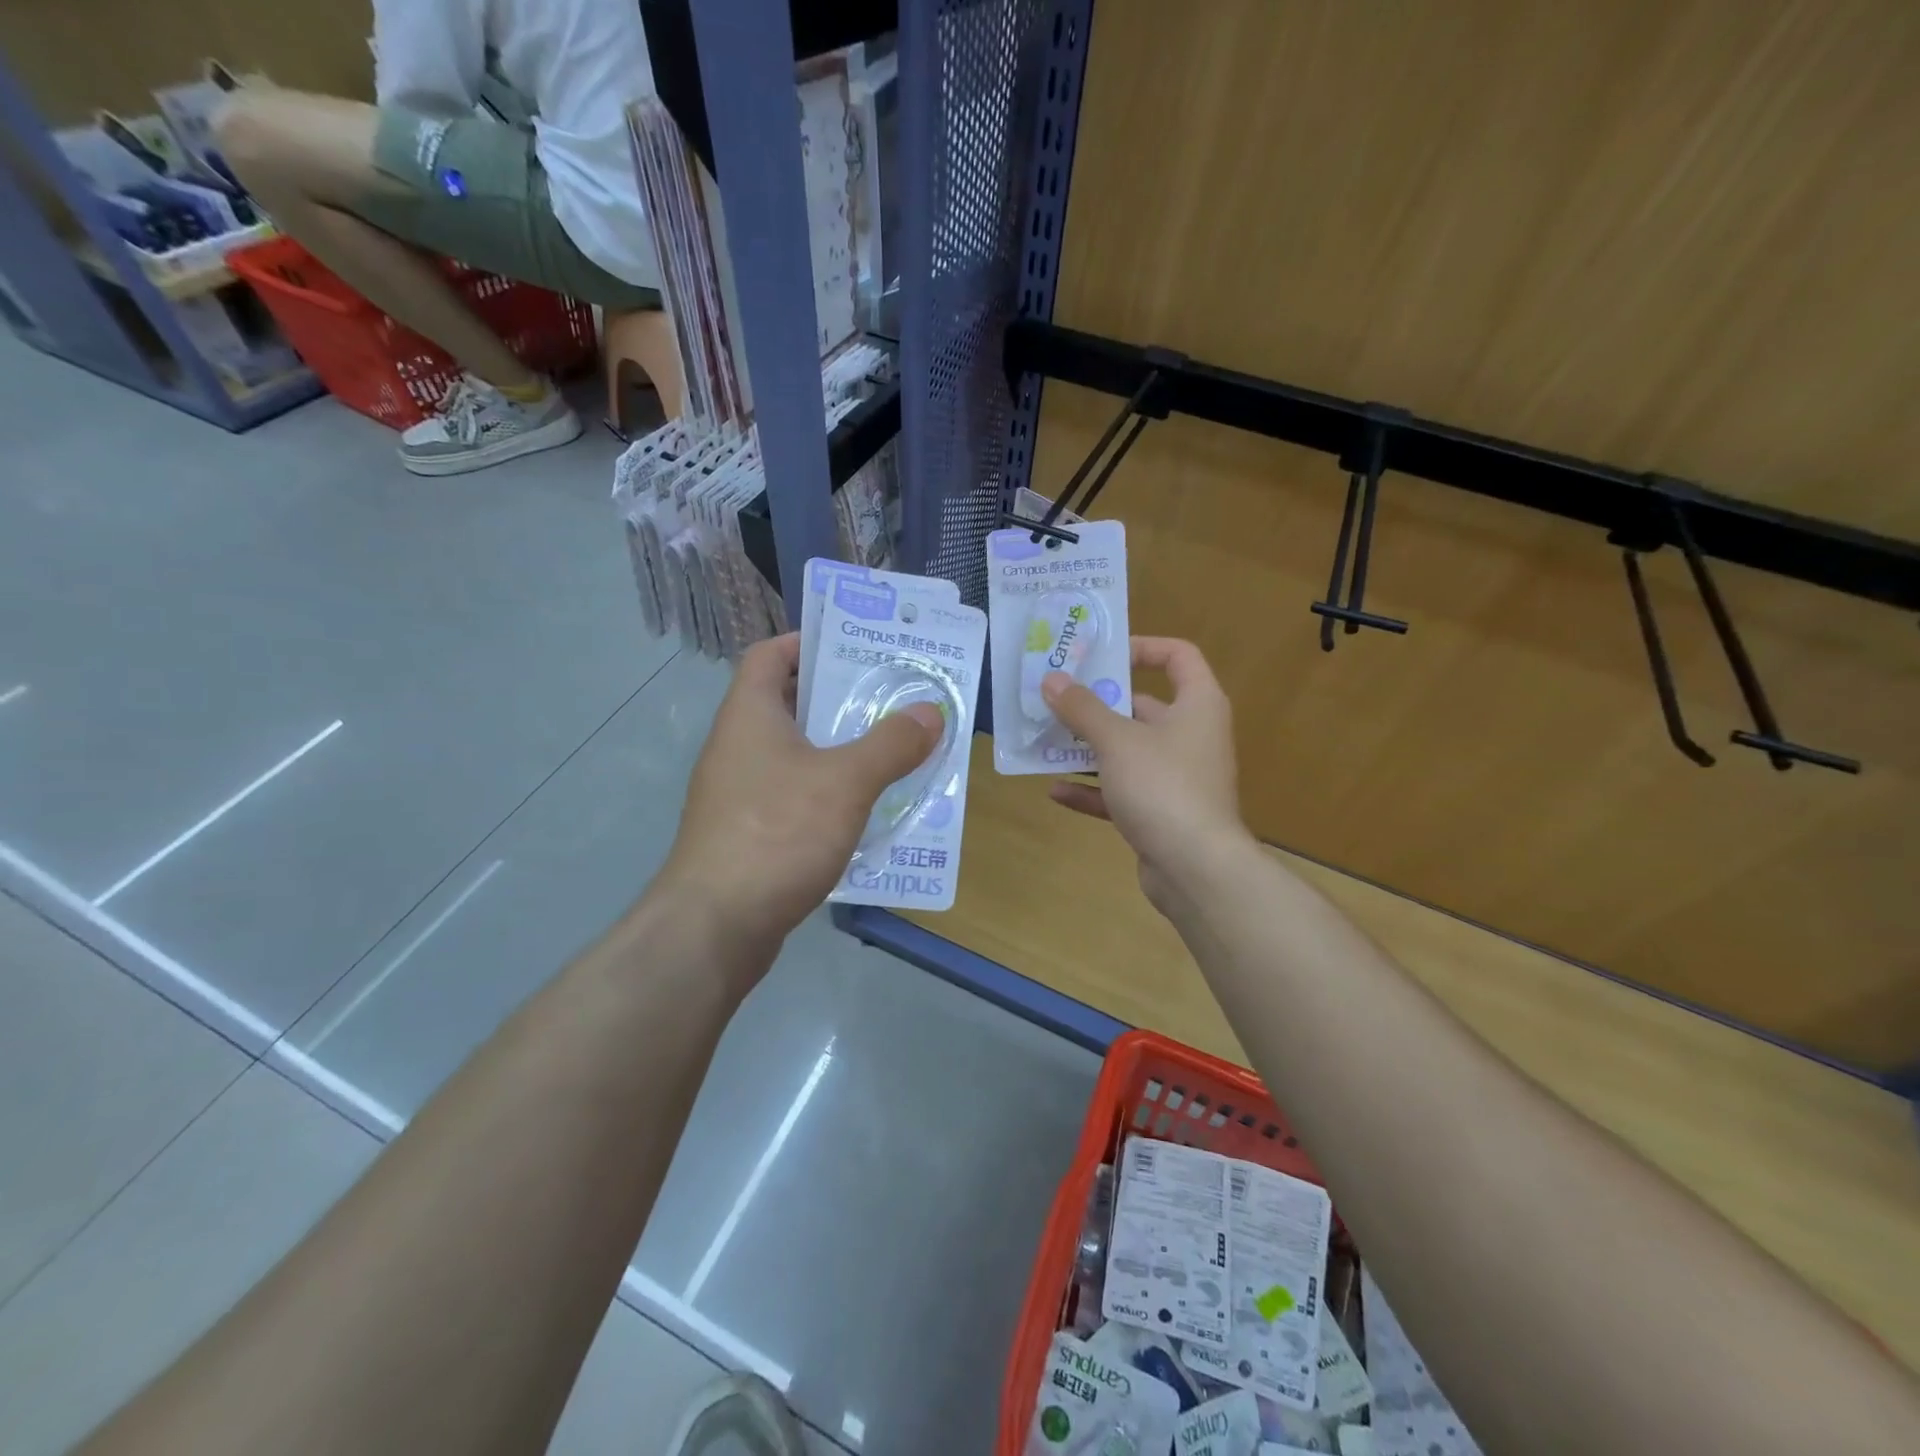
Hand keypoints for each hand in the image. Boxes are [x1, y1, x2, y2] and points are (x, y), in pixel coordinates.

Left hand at [655, 634, 942, 953]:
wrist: (714, 927)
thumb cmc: (776, 834)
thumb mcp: (845, 781)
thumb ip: (891, 744)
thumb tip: (930, 711)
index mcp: (749, 715)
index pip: (769, 654)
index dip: (807, 642)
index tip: (854, 647)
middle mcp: (738, 747)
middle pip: (788, 703)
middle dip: (840, 698)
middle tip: (893, 698)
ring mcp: (739, 794)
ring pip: (796, 754)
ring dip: (840, 749)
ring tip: (892, 750)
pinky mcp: (749, 834)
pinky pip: (795, 797)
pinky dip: (829, 793)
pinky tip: (866, 809)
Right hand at [1043, 637, 1253, 914]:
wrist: (1195, 869)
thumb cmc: (1163, 787)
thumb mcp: (1117, 740)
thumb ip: (1082, 708)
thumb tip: (1052, 680)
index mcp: (1197, 705)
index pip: (1178, 656)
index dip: (1142, 647)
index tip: (1100, 655)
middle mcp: (1191, 736)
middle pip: (1144, 706)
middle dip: (1099, 703)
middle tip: (1057, 698)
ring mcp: (1177, 777)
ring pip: (1129, 752)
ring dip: (1089, 748)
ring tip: (1047, 740)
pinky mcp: (1162, 813)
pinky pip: (1122, 792)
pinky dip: (1093, 790)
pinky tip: (1055, 791)